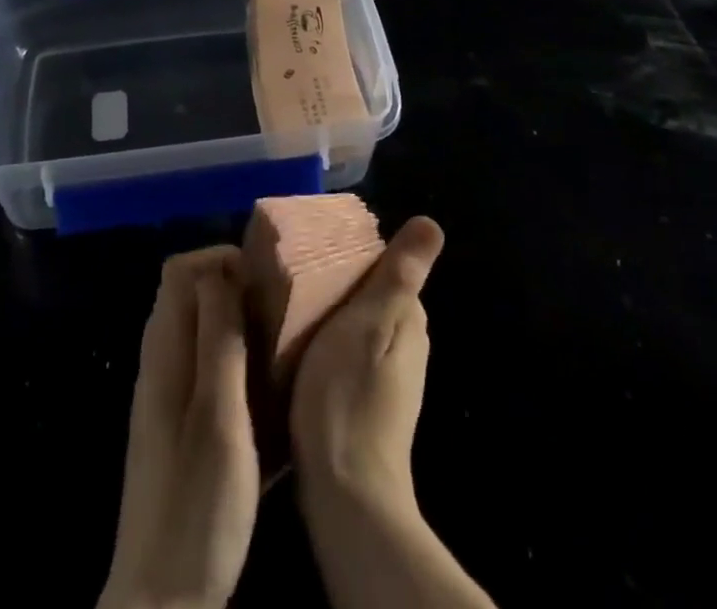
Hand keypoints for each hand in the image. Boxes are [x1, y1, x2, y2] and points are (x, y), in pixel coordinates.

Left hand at [99, 246, 260, 608]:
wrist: (161, 598)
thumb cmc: (197, 504)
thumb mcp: (219, 417)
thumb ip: (218, 341)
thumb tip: (220, 271)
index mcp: (164, 352)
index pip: (179, 270)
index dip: (218, 258)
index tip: (262, 275)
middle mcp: (158, 362)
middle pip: (187, 294)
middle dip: (230, 283)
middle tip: (277, 300)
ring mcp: (165, 394)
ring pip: (197, 328)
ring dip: (234, 318)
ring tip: (278, 332)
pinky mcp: (177, 423)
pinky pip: (203, 362)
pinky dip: (231, 354)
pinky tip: (263, 381)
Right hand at [289, 217, 445, 515]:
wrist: (345, 492)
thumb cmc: (350, 393)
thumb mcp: (371, 321)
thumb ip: (399, 274)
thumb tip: (432, 223)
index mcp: (410, 320)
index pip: (382, 266)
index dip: (349, 254)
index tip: (311, 249)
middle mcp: (406, 345)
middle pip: (367, 295)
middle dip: (334, 282)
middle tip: (290, 276)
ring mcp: (386, 378)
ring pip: (353, 324)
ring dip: (325, 313)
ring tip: (284, 307)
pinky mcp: (363, 401)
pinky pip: (343, 353)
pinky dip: (323, 342)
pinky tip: (295, 348)